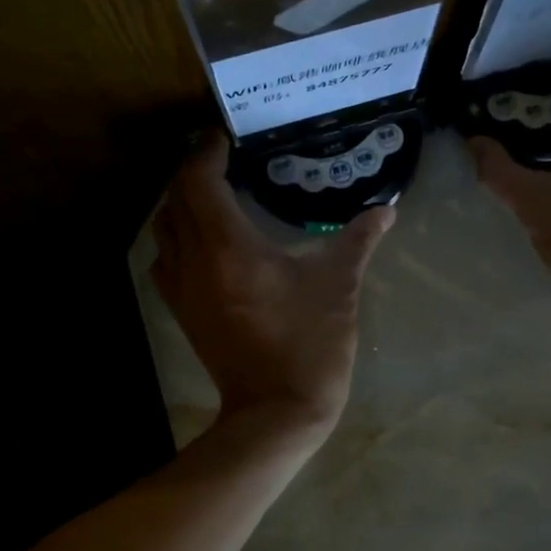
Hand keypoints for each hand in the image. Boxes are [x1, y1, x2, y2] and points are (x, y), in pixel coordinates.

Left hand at [151, 132, 393, 432]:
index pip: (199, 179)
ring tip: (213, 194)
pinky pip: (164, 260)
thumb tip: (386, 209)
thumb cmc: (309, 345)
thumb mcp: (338, 286)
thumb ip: (358, 240)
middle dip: (193, 171)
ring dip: (180, 203)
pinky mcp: (181, 312)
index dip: (207, 151)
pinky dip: (176, 238)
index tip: (226, 138)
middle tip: (224, 160)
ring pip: (163, 228)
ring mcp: (181, 290)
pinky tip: (204, 242)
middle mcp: (194, 261)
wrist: (276, 413)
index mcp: (229, 247)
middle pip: (174, 198)